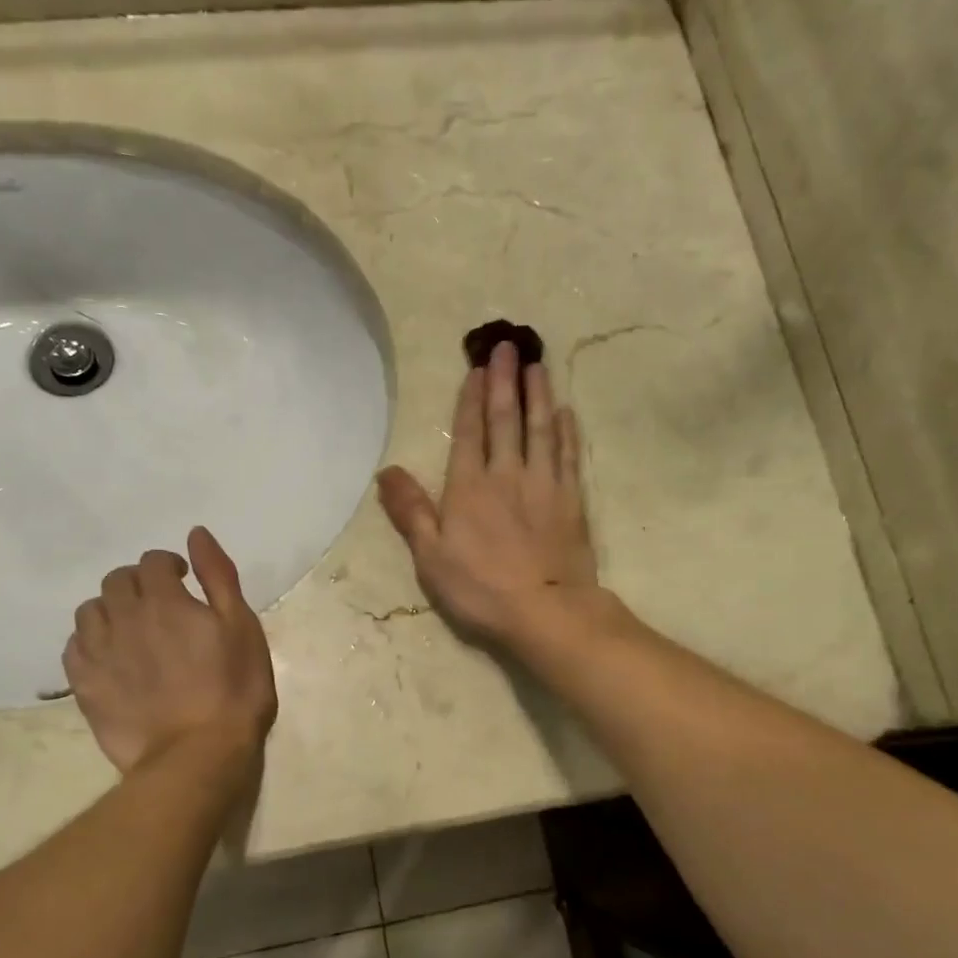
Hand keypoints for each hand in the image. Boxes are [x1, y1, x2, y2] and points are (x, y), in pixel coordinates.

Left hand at [63, 526, 277, 773]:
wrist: (198, 755)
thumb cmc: (234, 690)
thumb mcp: (242, 627)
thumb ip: (218, 577)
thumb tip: (196, 534)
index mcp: (165, 601)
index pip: (153, 562)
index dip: (169, 565)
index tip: (184, 580)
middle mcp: (125, 619)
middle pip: (117, 581)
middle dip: (138, 583)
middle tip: (159, 604)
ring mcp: (100, 654)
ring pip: (89, 611)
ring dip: (109, 609)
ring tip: (130, 629)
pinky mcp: (85, 686)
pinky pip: (73, 648)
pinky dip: (88, 642)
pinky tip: (108, 655)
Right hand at [377, 341, 598, 642]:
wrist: (545, 611)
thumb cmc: (480, 588)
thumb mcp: (430, 556)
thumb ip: (410, 511)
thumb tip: (386, 471)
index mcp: (469, 487)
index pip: (469, 432)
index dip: (471, 398)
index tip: (477, 367)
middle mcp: (507, 475)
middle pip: (506, 420)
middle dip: (505, 381)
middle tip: (509, 345)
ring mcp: (544, 486)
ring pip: (540, 430)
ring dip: (537, 396)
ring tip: (537, 366)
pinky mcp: (571, 502)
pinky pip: (569, 457)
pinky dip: (567, 433)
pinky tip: (566, 413)